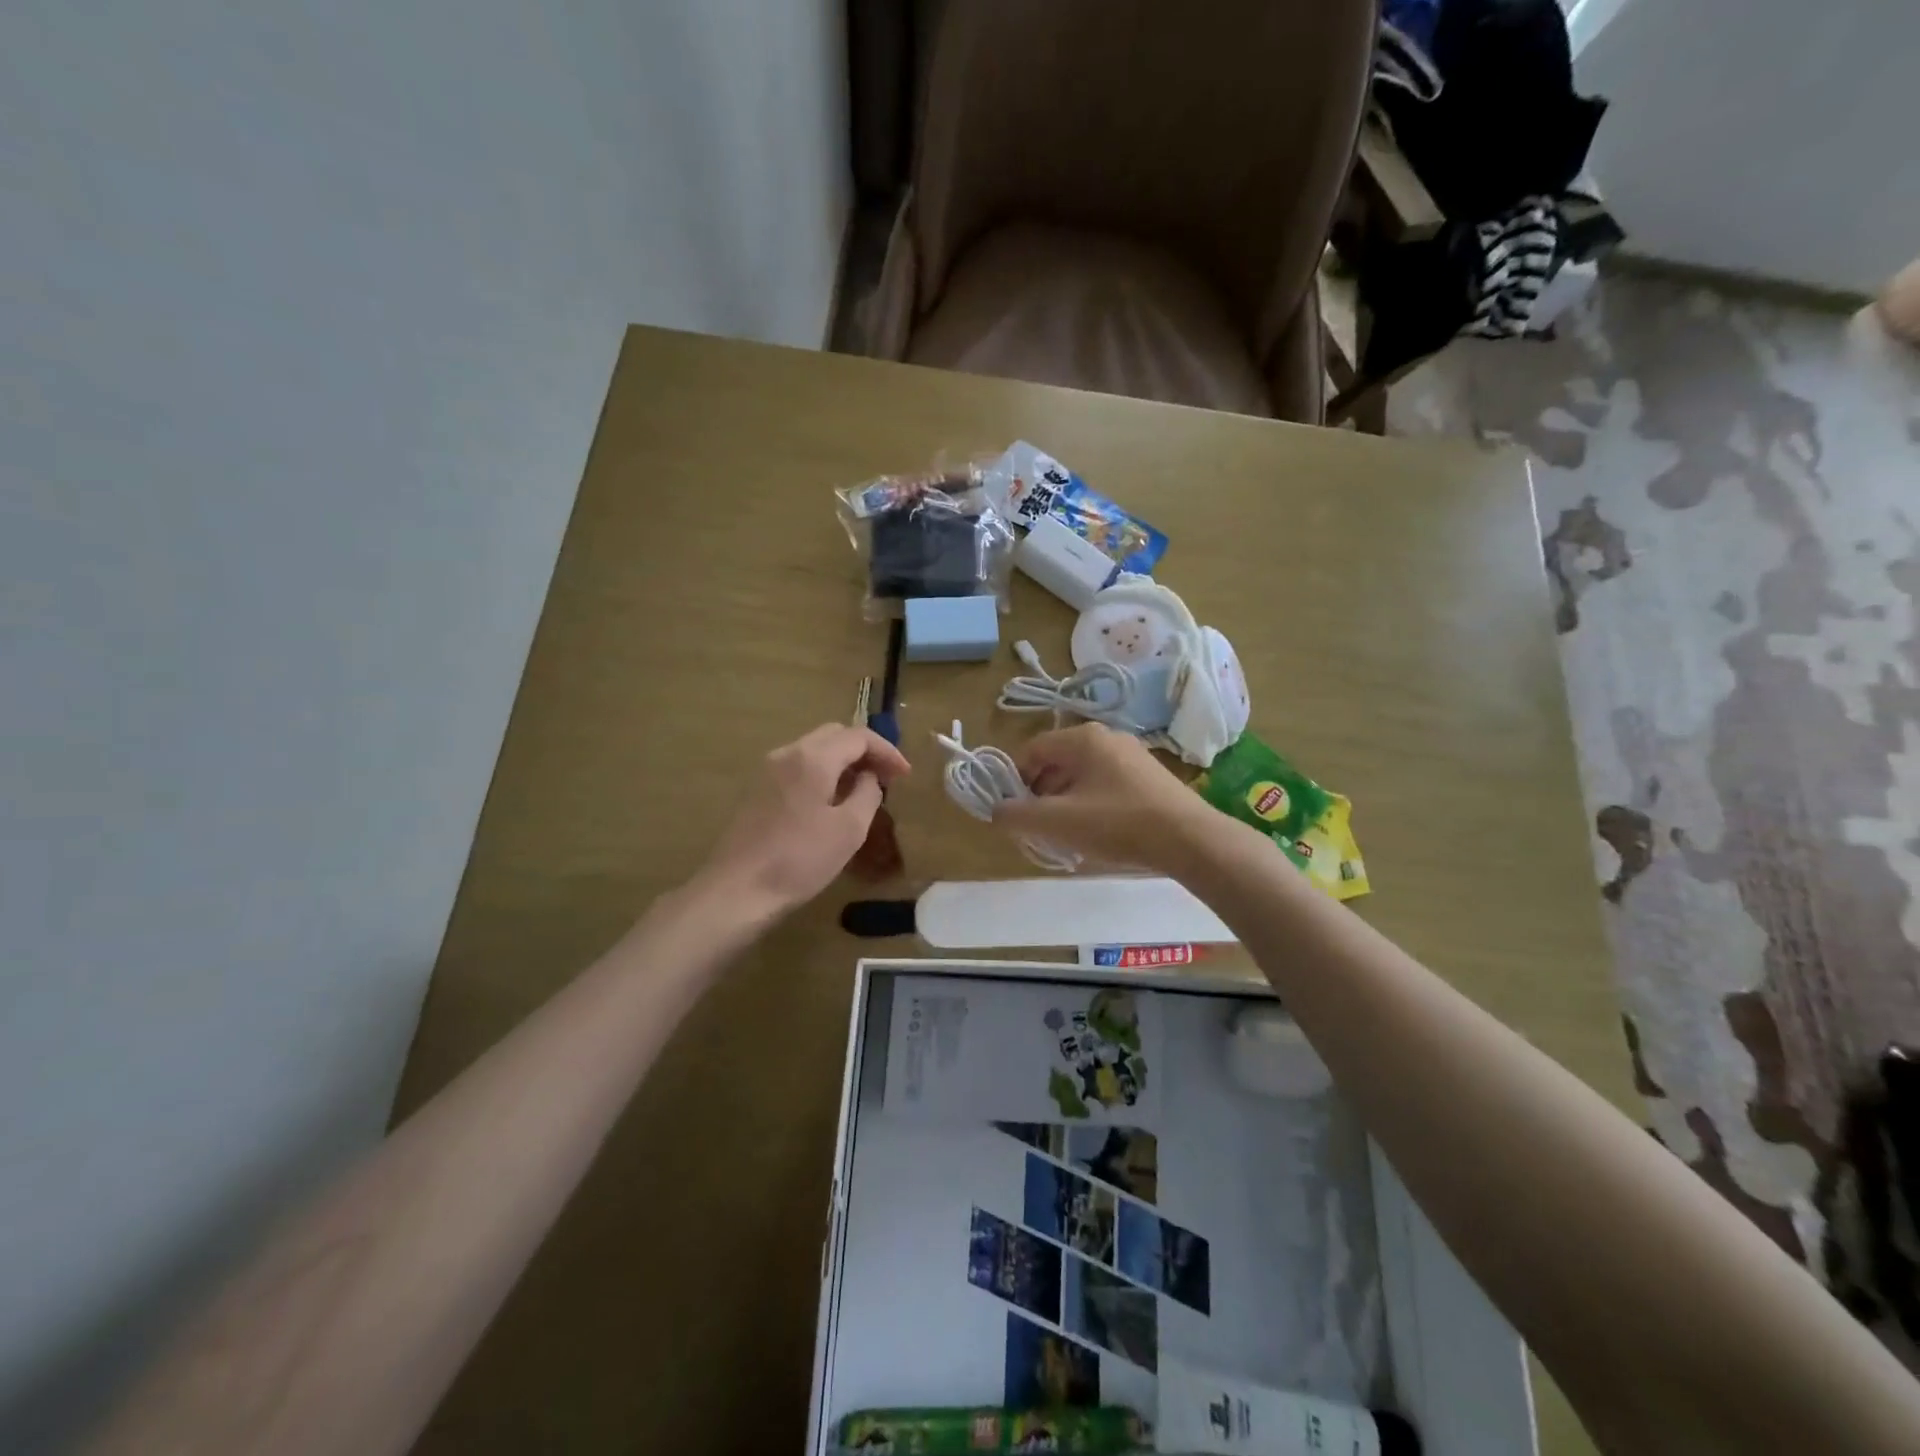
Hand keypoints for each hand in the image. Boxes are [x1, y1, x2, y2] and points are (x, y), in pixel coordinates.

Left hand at [697, 724, 910, 914]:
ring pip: (813, 750)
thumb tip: (869, 778)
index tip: (905, 775)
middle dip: (865, 752)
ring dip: (842, 763)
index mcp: (813, 757)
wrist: (736, 891)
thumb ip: (867, 794)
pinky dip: (821, 774)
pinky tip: (830, 803)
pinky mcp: (755, 791)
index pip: (858, 736)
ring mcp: (766, 771)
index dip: (887, 751)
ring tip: (863, 791)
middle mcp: (787, 753)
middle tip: (886, 778)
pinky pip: (797, 768)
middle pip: (834, 735)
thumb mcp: (850, 829)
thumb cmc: (800, 859)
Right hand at [993, 723, 1219, 874]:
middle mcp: (1106, 737)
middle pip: (1057, 762)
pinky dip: (1091, 803)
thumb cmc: (1118, 823)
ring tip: (1066, 835)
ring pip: (1082, 775)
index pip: (1032, 750)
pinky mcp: (1149, 776)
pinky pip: (1106, 784)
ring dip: (1065, 801)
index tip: (1014, 812)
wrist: (1189, 839)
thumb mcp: (1058, 822)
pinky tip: (1098, 832)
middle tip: (1038, 827)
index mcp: (1082, 738)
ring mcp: (1132, 754)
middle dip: (1041, 794)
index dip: (1015, 780)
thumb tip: (996, 810)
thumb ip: (1018, 815)